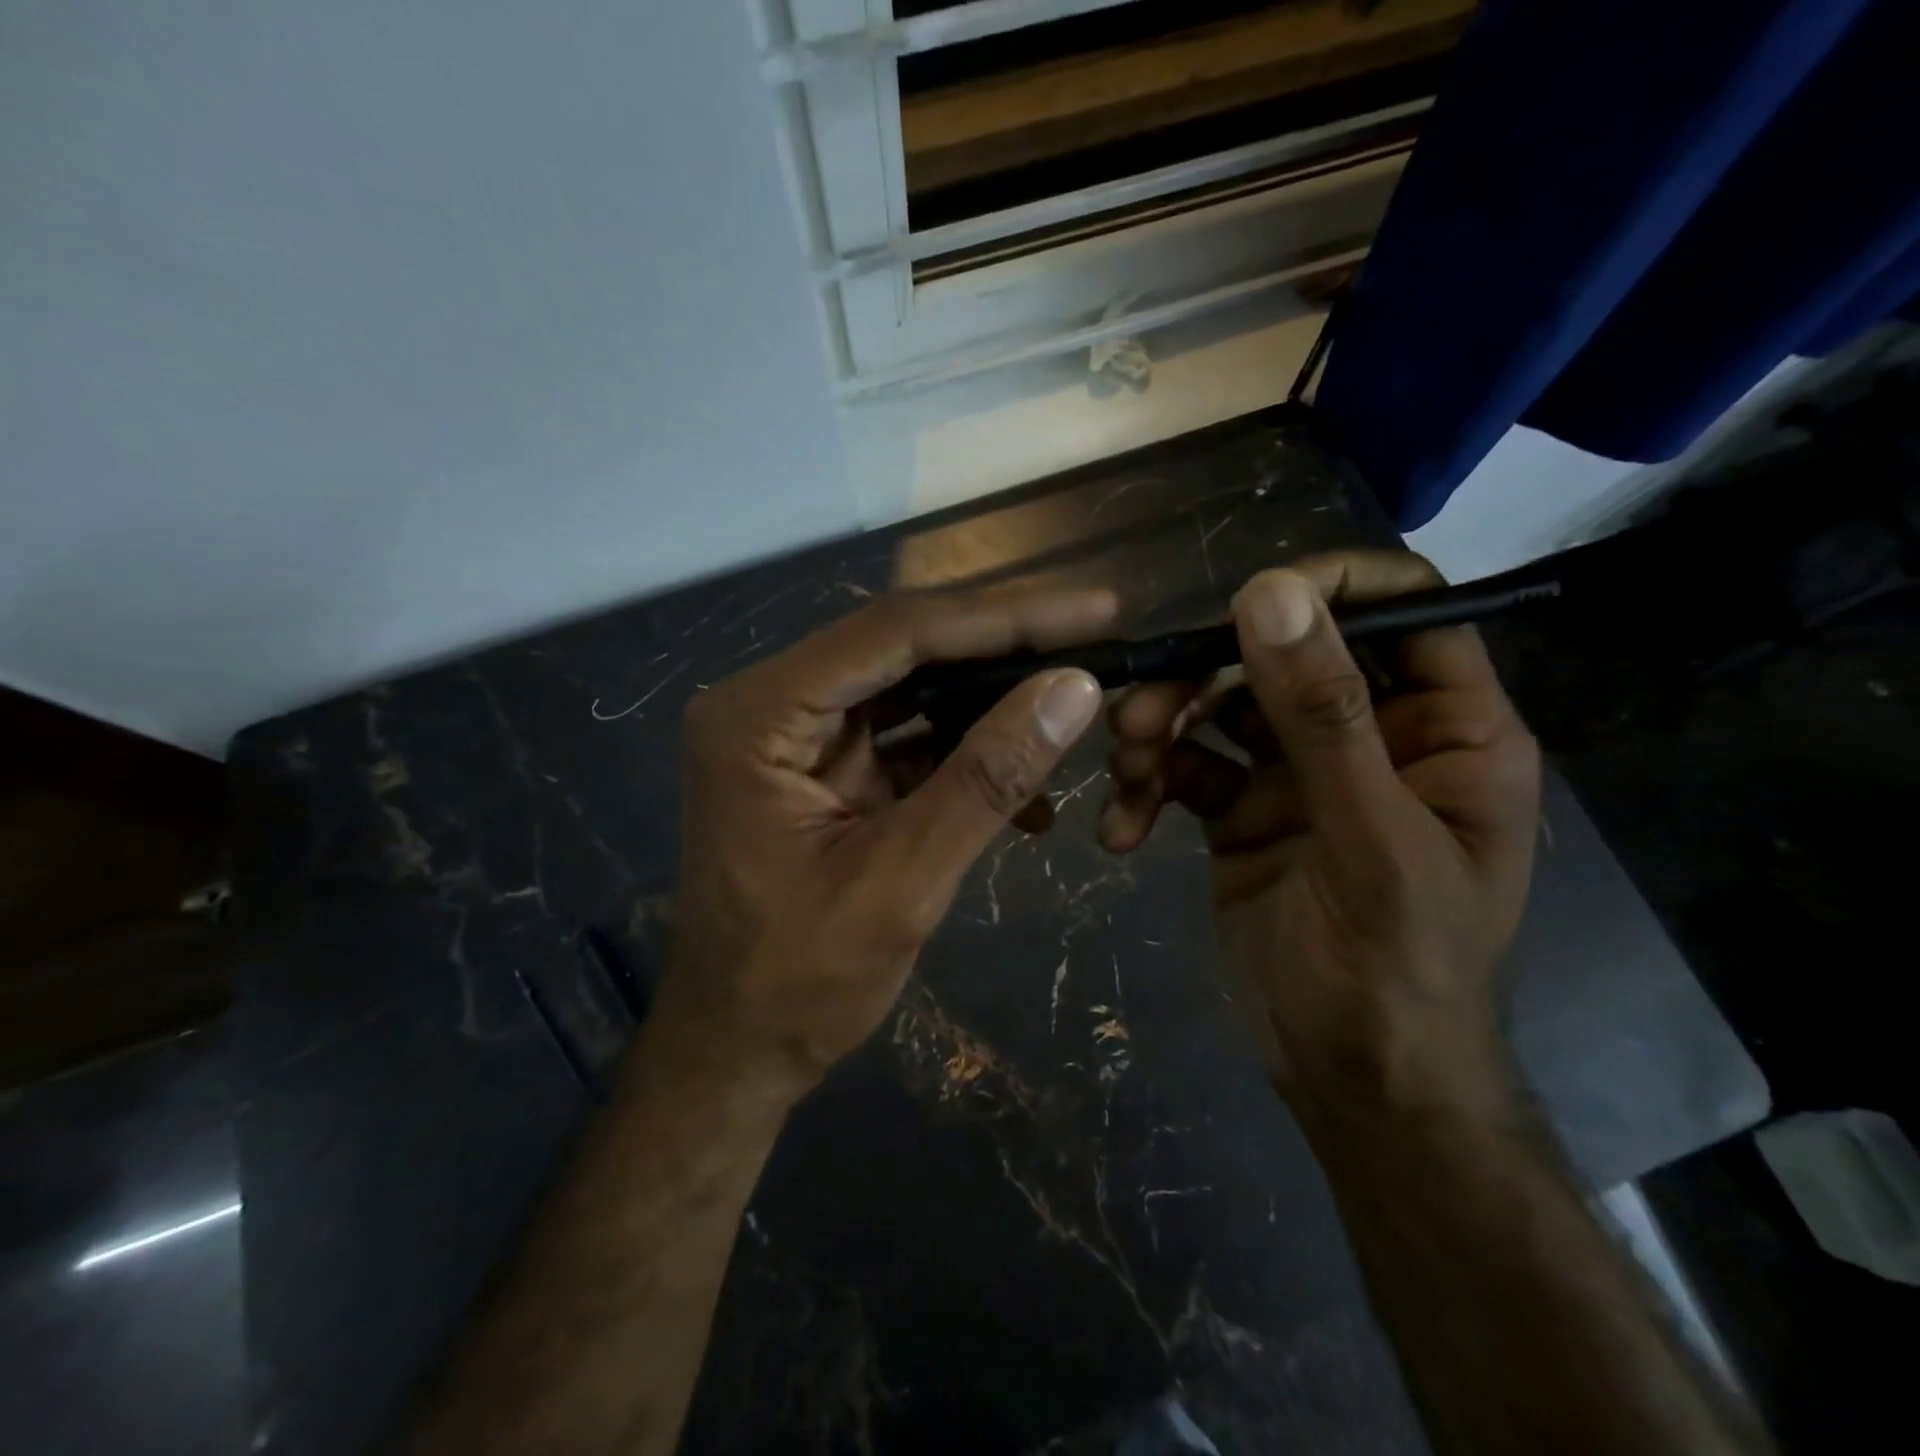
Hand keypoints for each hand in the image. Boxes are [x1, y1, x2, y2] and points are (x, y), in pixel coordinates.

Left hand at [663, 589, 1115, 1090]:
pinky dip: (966, 754)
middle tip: (1098, 637)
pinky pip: (906, 737)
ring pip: (912, 688)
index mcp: (759, 716)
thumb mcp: (903, 879)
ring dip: (993, 701)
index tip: (1095, 609)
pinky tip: (1029, 790)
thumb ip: (987, 778)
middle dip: (1004, 649)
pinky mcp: (824, 769)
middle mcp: (770, 704)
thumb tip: (1074, 686)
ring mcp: (796, 735)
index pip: (894, 633)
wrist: (738, 1052)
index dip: (1002, 617)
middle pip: (903, 648)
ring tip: (1077, 700)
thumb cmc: (800, 982)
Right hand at [1099, 552, 1540, 1121]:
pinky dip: (1147, 788)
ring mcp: (1298, 773)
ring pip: (1218, 707)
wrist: (1352, 1081)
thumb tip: (1269, 593)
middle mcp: (1370, 735)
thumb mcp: (1369, 841)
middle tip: (1138, 715)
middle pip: (1280, 655)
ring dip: (1161, 729)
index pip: (1402, 610)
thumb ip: (1322, 718)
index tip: (1243, 603)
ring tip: (1125, 770)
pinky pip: (1184, 768)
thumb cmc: (1398, 971)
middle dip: (1203, 678)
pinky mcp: (1239, 809)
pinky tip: (1122, 831)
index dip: (1329, 587)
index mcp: (1444, 728)